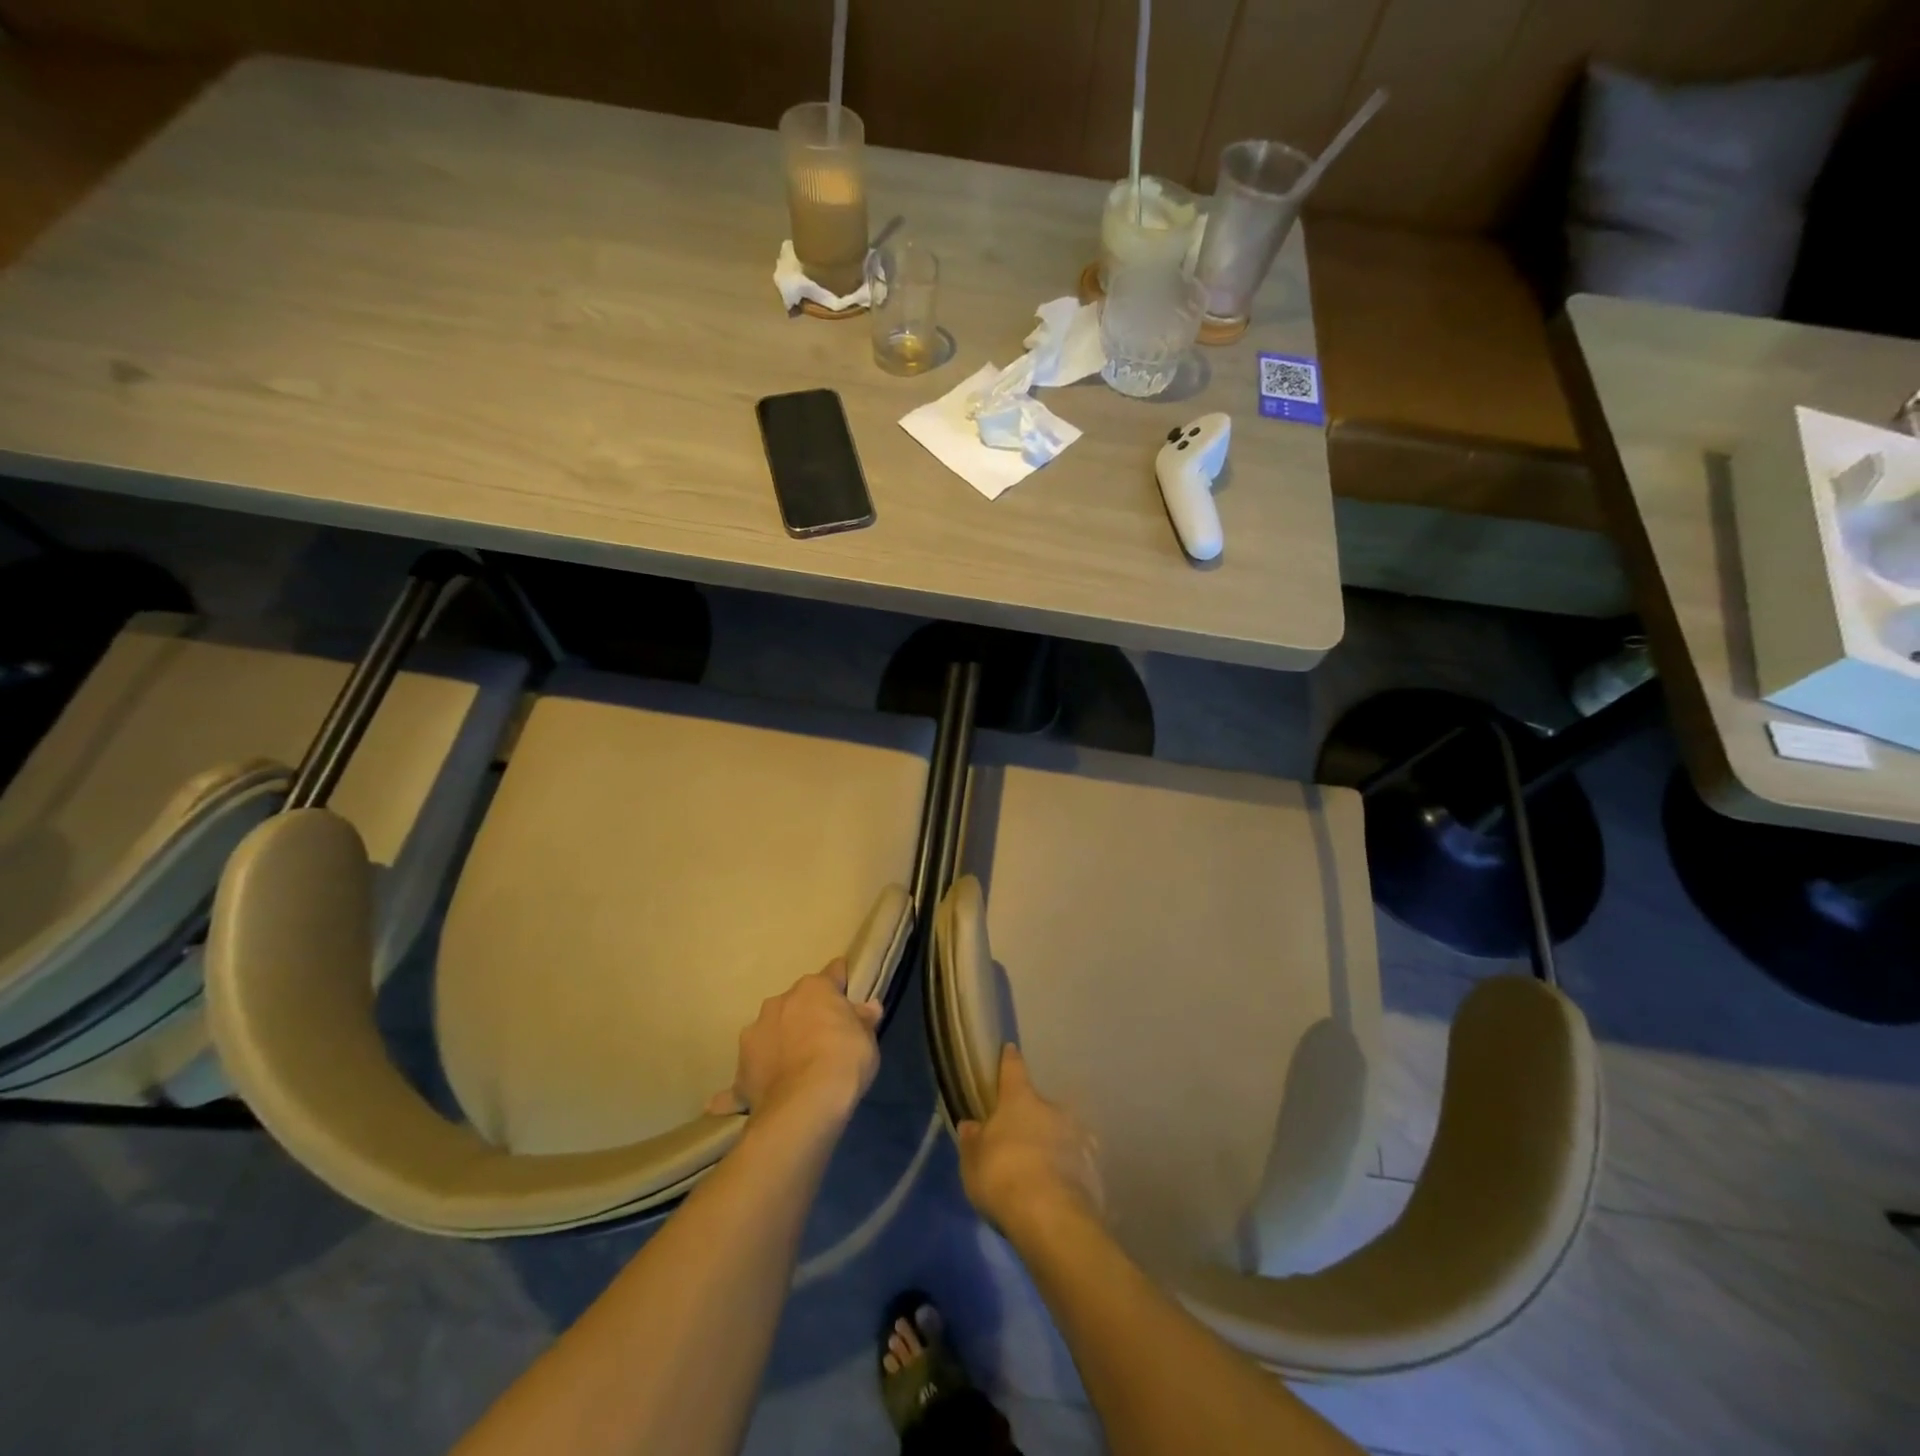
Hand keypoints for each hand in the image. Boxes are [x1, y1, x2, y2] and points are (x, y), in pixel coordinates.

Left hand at [705, 958, 882, 1127]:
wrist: (804, 1105)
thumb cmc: (844, 1060)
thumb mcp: (867, 1039)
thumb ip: (863, 1020)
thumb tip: (870, 1007)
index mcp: (813, 989)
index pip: (832, 974)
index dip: (841, 983)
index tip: (847, 991)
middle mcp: (779, 1002)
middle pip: (797, 1002)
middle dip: (807, 1015)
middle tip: (823, 1038)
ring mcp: (755, 1033)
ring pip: (771, 1030)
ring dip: (780, 1040)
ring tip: (793, 1067)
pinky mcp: (740, 1068)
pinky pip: (751, 1069)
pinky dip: (756, 1076)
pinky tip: (759, 1094)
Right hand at [957, 1044, 1102, 1237]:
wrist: (1052, 1217)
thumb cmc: (1003, 1177)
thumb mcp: (972, 1162)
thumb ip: (972, 1141)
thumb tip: (971, 1124)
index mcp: (1020, 1100)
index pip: (1013, 1069)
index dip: (1009, 1060)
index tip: (1010, 1050)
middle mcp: (1053, 1109)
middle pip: (1040, 1106)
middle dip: (1033, 1119)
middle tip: (1021, 1142)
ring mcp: (1078, 1137)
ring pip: (1063, 1134)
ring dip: (1054, 1145)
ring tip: (1044, 1171)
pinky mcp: (1094, 1169)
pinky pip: (1077, 1164)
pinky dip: (1069, 1172)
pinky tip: (1060, 1192)